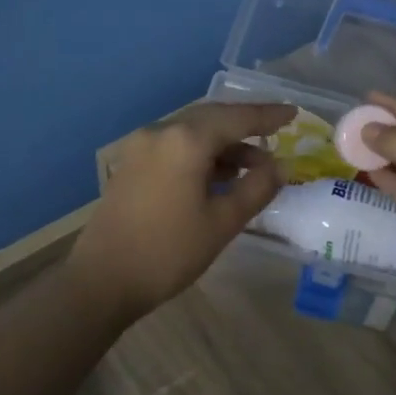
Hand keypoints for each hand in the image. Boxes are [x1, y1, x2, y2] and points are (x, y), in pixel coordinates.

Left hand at [69, 101, 293, 322]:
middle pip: (212, 117)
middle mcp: (161, 132)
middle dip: (246, 125)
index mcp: (186, 141)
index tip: (294, 113)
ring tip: (254, 164)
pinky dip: (202, 153)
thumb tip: (280, 167)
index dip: (268, 115)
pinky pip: (175, 145)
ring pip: (192, 131)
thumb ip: (256, 188)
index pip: (237, 118)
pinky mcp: (131, 164)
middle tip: (277, 132)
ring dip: (224, 142)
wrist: (102, 281)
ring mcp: (141, 147)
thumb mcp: (222, 222)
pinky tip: (220, 174)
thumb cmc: (168, 252)